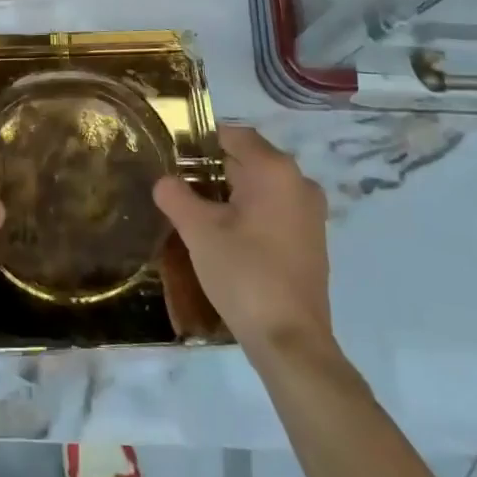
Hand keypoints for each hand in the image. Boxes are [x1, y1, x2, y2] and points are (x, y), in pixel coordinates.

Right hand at [153, 124, 334, 354]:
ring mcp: (310, 213)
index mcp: (275, 170)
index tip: (174, 155)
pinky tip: (225, 235)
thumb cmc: (244, 273)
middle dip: (213, 168)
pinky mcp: (312, 241)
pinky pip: (275, 209)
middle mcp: (299, 182)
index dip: (201, 141)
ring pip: (262, 187)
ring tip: (197, 211)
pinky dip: (250, 213)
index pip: (234, 135)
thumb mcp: (198, 230)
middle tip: (180, 185)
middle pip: (249, 160)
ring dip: (231, 193)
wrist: (291, 342)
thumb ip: (175, 195)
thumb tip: (165, 181)